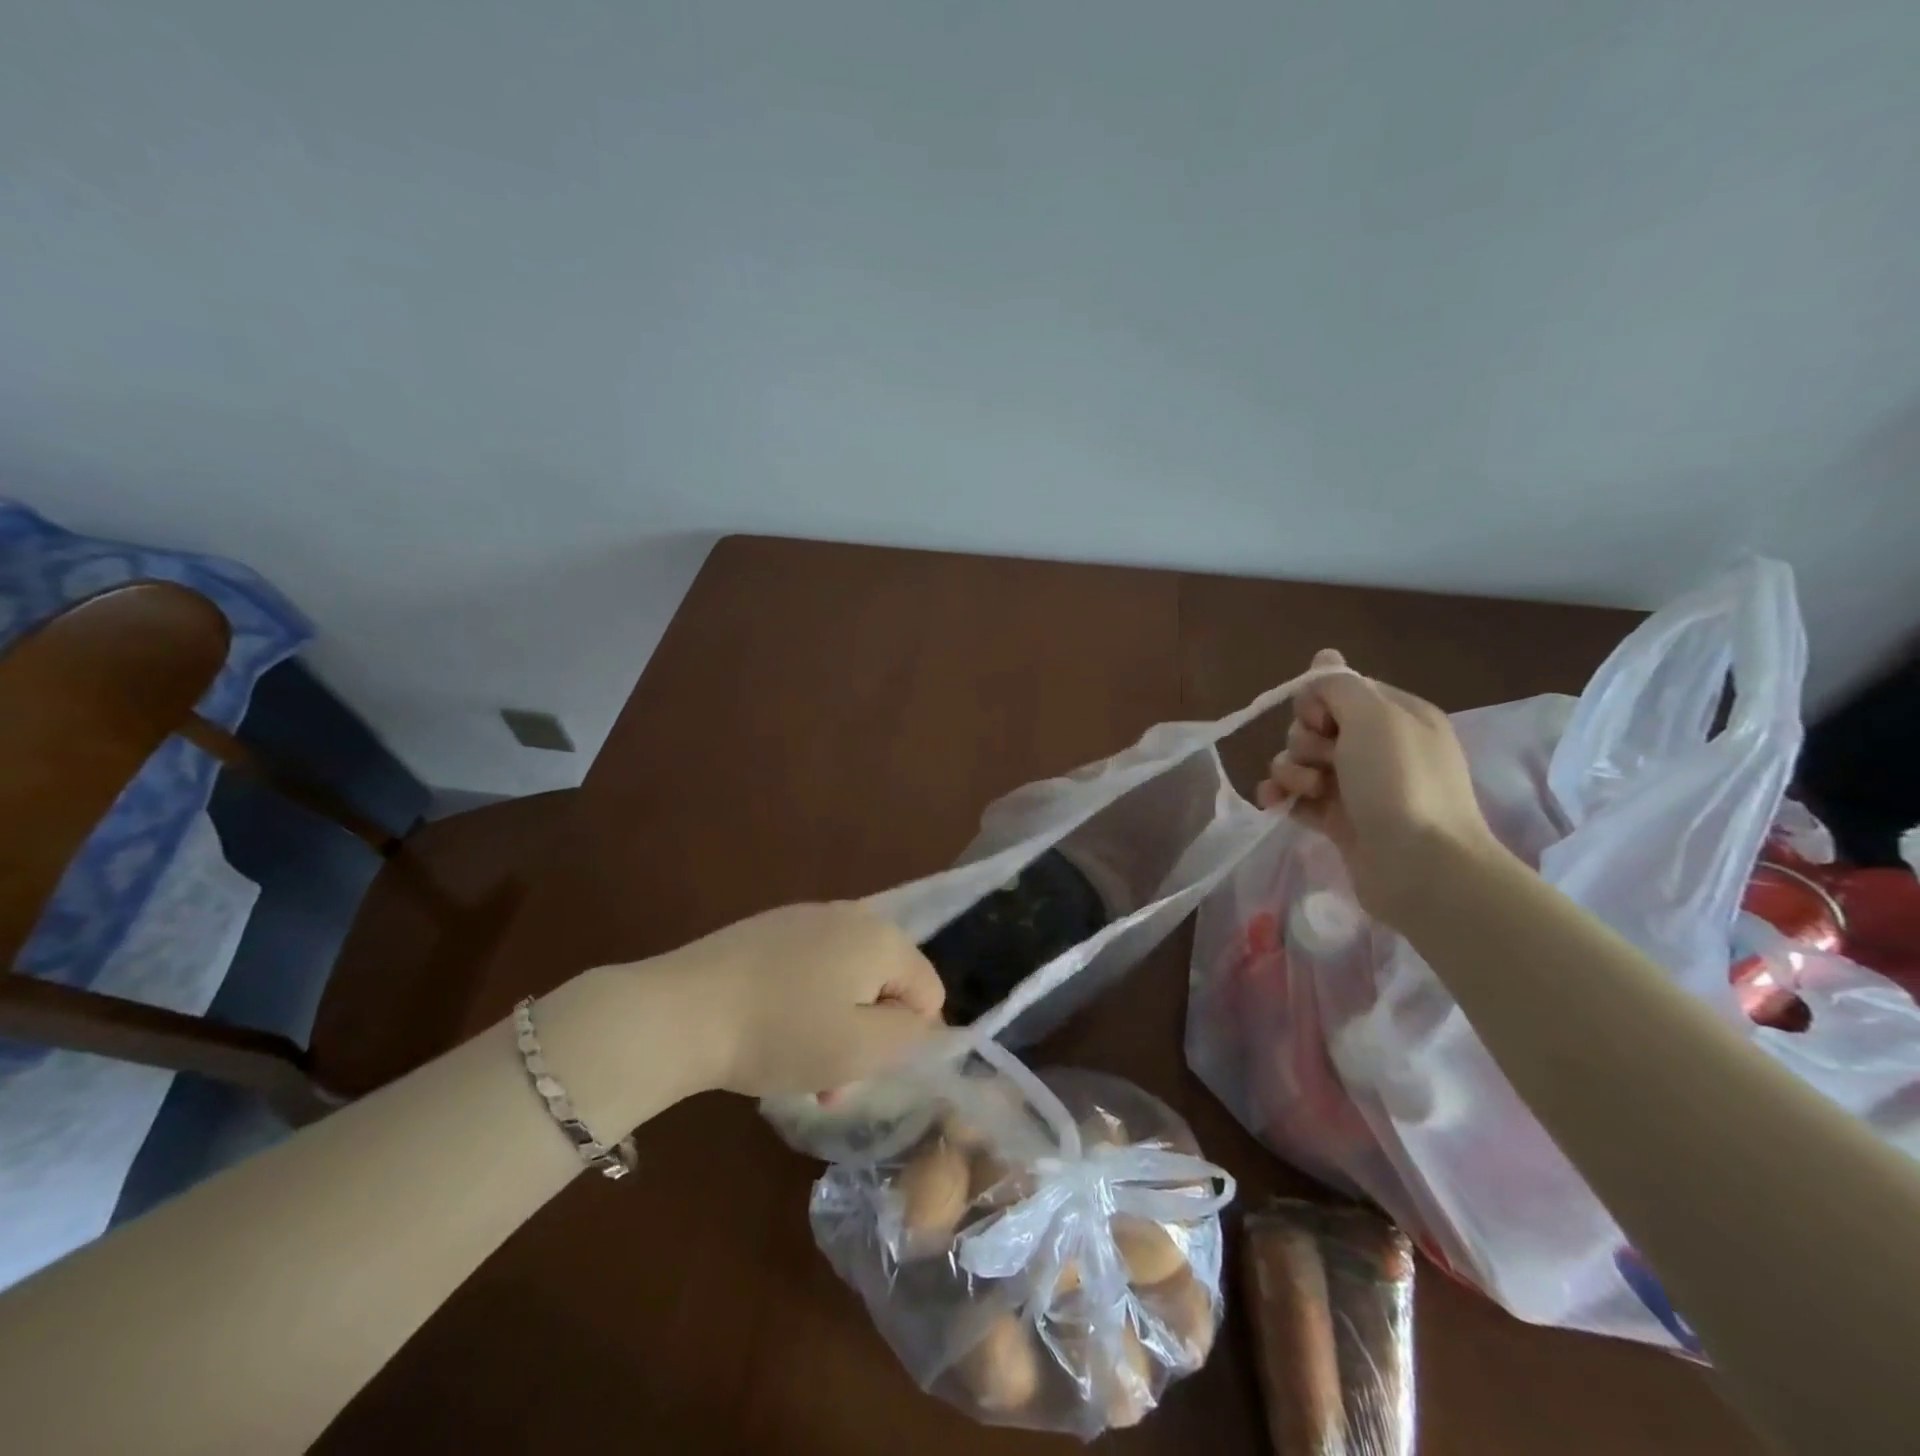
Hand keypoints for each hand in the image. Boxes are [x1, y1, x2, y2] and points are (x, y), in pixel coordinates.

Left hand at [661, 901, 945, 1097]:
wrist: (680, 1010)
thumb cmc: (781, 1033)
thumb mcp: (861, 1049)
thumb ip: (909, 1035)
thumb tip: (922, 1021)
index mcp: (882, 938)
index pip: (928, 992)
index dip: (908, 1039)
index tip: (865, 1070)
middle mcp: (851, 915)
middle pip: (885, 984)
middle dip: (868, 1035)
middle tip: (829, 1083)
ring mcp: (806, 917)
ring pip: (847, 980)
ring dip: (836, 1025)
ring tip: (797, 1067)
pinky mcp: (769, 928)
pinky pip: (811, 968)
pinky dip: (805, 1003)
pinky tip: (770, 1030)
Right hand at [1256, 649, 1505, 922]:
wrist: (1421, 867)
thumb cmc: (1400, 783)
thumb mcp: (1373, 717)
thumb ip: (1338, 685)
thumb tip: (1323, 658)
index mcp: (1397, 716)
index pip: (1340, 691)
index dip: (1319, 702)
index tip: (1323, 722)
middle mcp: (1379, 747)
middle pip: (1316, 726)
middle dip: (1304, 741)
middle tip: (1322, 761)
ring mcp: (1359, 786)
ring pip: (1301, 761)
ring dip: (1291, 770)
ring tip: (1306, 790)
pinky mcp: (1339, 820)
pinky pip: (1297, 796)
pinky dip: (1283, 796)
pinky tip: (1275, 804)